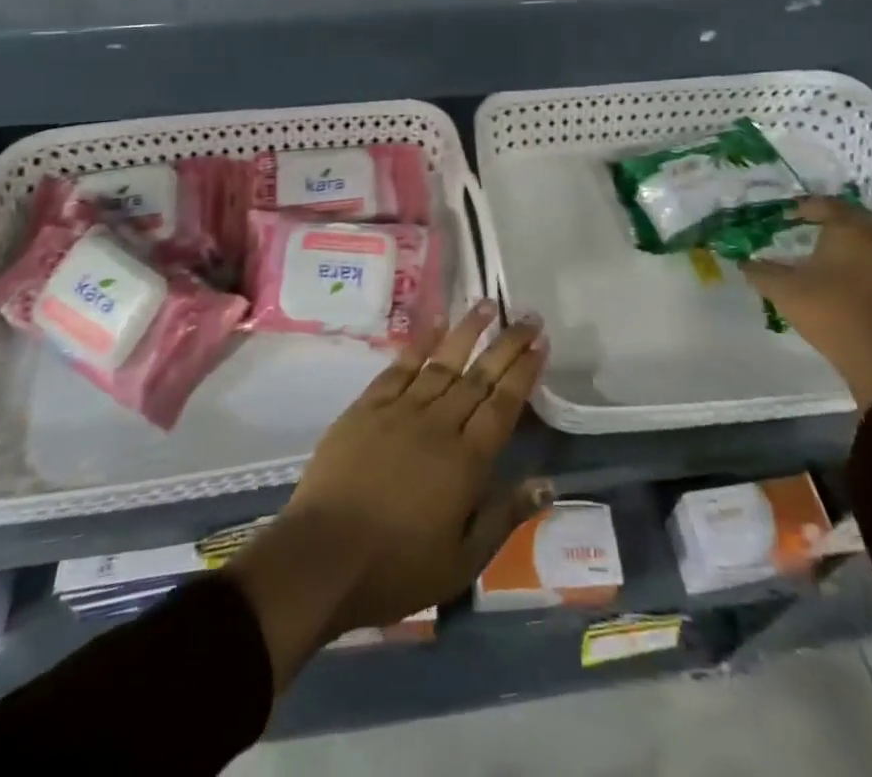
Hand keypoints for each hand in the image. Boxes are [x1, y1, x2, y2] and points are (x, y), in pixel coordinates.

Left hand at [227, 303, 549, 690]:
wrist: (323, 557)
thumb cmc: (396, 568)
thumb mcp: (462, 561)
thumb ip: (505, 516)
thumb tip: (548, 483)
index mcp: (466, 462)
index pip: (503, 405)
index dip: (524, 372)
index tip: (540, 343)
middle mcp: (439, 425)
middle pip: (479, 376)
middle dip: (507, 344)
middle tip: (529, 316)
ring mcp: (401, 410)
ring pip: (443, 362)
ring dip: (467, 331)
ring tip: (487, 303)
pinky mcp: (368, 406)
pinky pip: (400, 367)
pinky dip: (419, 343)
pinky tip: (434, 323)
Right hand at [744, 196, 871, 411]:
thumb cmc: (830, 311)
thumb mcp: (783, 290)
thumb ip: (760, 272)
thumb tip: (744, 262)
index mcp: (850, 228)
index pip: (826, 204)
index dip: (803, 207)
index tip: (784, 216)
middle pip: (856, 219)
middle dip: (833, 220)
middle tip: (810, 228)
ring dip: (854, 245)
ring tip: (830, 257)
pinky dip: (868, 270)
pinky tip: (851, 286)